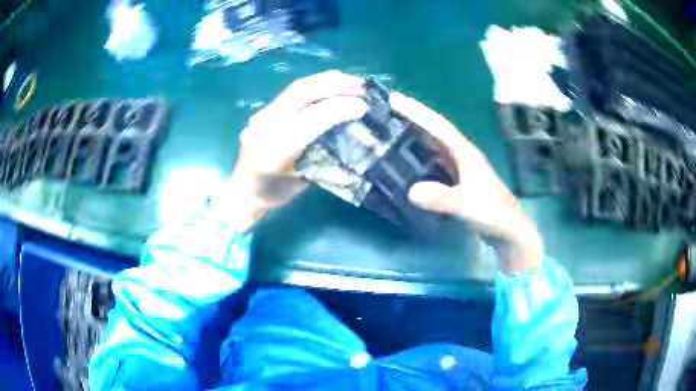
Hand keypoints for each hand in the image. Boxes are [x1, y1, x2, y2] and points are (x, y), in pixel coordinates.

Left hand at [217, 71, 368, 231]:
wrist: (243, 190)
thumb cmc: (275, 194)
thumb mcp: (305, 182)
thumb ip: (326, 158)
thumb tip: (356, 135)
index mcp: (274, 151)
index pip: (309, 121)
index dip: (337, 110)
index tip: (363, 107)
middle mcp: (266, 126)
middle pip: (302, 93)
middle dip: (336, 86)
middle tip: (363, 88)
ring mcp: (263, 115)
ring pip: (298, 87)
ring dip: (328, 81)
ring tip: (353, 82)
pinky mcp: (265, 110)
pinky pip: (293, 91)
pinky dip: (318, 84)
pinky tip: (333, 84)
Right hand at [390, 92, 543, 273]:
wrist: (508, 231)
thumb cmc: (493, 213)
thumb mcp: (467, 205)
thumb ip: (441, 198)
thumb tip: (411, 191)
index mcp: (465, 153)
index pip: (438, 126)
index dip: (416, 111)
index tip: (395, 99)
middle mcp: (462, 155)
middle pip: (435, 131)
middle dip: (412, 119)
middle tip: (386, 112)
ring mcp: (461, 169)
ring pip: (435, 146)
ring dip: (415, 137)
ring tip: (392, 132)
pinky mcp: (459, 182)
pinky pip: (435, 163)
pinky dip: (421, 159)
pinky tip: (408, 162)